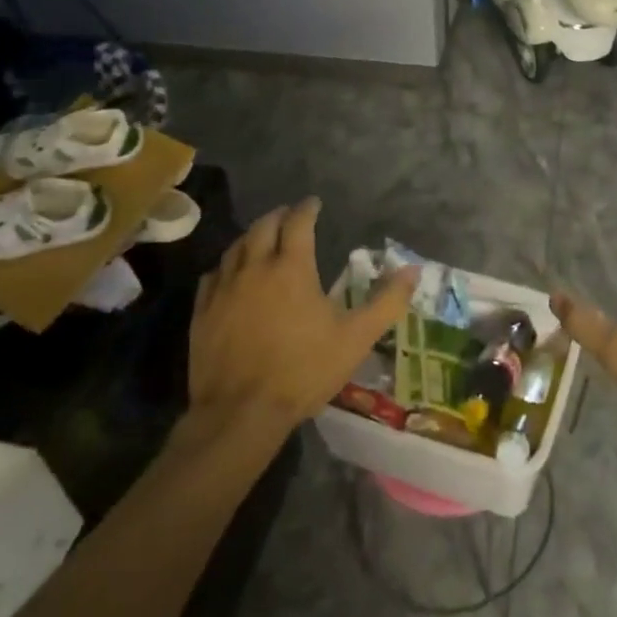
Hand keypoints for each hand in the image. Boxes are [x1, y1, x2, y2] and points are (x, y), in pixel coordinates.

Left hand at [186, 199, 417, 426]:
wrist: (240, 413)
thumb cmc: (304, 370)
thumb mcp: (356, 338)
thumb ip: (387, 301)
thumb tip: (413, 270)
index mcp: (292, 268)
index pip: (299, 223)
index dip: (307, 209)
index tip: (314, 203)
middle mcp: (255, 269)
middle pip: (263, 227)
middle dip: (278, 216)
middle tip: (289, 215)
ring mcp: (224, 290)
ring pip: (235, 248)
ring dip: (252, 237)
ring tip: (262, 238)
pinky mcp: (202, 313)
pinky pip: (212, 276)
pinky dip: (226, 266)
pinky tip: (230, 274)